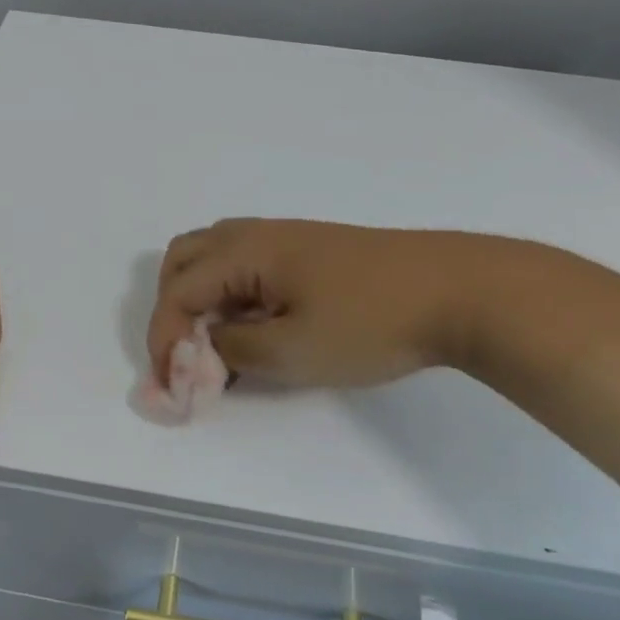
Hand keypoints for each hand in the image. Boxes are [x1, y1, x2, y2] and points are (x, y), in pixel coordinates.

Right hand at [147, 219, 477, 388]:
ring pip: (216, 258)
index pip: (178, 291)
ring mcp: (286, 238)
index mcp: (245, 251)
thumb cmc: (370, 322)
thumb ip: (233, 350)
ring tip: (217, 344)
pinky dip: (233, 294)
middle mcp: (257, 234)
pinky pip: (248, 265)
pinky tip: (258, 328)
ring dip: (201, 298)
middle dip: (173, 308)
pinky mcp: (311, 250)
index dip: (163, 339)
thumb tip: (207, 345)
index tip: (170, 385)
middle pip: (185, 259)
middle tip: (186, 354)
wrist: (457, 291)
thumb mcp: (292, 351)